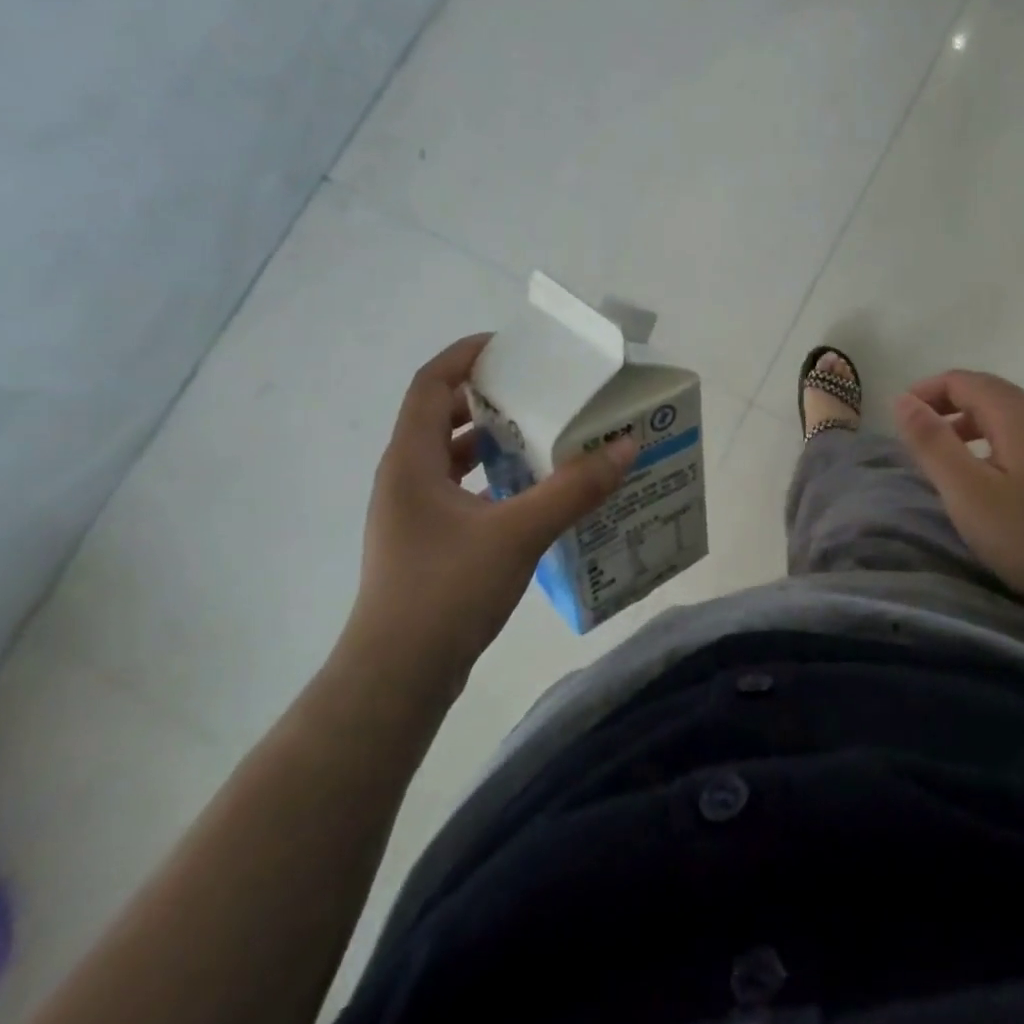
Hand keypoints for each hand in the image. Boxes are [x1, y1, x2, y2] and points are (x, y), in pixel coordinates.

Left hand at [338, 334, 637, 701]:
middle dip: (488, 397)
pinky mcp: (426, 543)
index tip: (511, 346)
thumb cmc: (447, 590)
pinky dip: (493, 479)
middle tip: (540, 391)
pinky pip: (460, 490)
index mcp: (411, 460)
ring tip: (545, 436)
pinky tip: (533, 493)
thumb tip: (625, 445)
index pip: (431, 383)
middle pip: (440, 416)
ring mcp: (412, 513)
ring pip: (451, 457)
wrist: (398, 676)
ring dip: (492, 440)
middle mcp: (404, 478)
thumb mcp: (520, 532)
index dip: (466, 355)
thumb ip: (575, 488)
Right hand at [894, 370, 1023, 621]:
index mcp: (1019, 414)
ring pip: (1011, 417)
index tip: (900, 419)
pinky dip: (998, 444)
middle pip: (989, 393)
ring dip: (972, 427)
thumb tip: (903, 400)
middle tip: (918, 439)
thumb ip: (933, 443)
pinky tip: (996, 482)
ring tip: (950, 460)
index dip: (926, 391)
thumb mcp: (969, 492)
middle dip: (947, 407)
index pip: (963, 380)